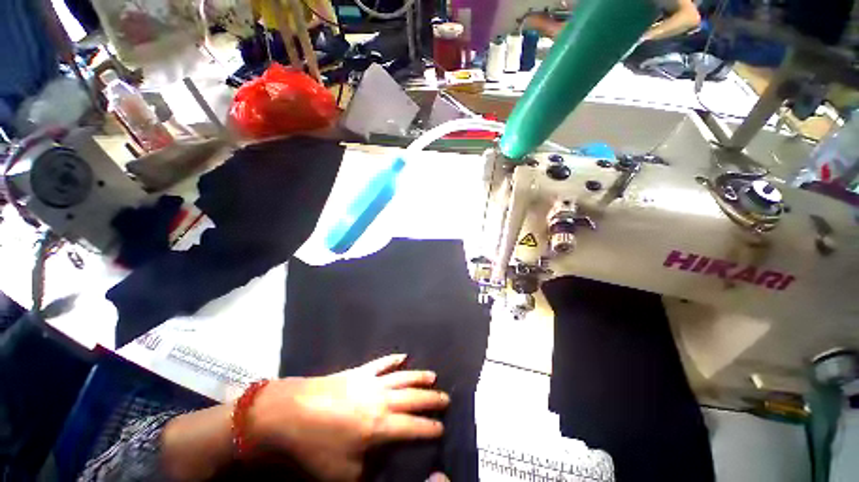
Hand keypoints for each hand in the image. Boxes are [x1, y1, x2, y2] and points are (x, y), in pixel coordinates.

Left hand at [248, 354, 448, 480]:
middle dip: (432, 399)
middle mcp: (382, 399)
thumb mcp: (343, 474)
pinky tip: (403, 356)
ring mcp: (371, 381)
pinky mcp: (359, 371)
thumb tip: (387, 468)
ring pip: (402, 377)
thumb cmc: (316, 447)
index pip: (414, 427)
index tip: (442, 428)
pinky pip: (382, 362)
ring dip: (419, 377)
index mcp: (380, 426)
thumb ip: (371, 472)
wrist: (292, 411)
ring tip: (433, 376)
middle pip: (413, 397)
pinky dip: (393, 359)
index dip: (430, 428)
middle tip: (446, 398)